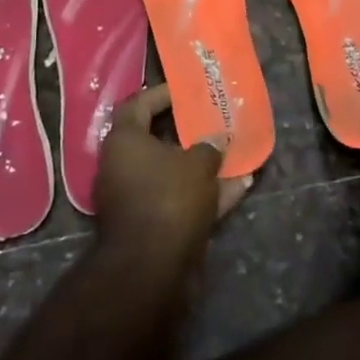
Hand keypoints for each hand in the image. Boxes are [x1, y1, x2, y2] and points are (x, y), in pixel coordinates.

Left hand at [94, 84, 253, 270]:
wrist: (151, 269)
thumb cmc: (169, 199)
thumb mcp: (197, 164)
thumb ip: (208, 146)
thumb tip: (215, 139)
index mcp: (124, 141)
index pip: (139, 104)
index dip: (162, 94)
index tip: (186, 90)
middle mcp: (122, 166)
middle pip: (156, 140)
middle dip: (187, 132)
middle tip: (212, 121)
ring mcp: (133, 198)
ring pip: (171, 173)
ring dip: (200, 166)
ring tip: (233, 154)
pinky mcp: (149, 225)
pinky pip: (178, 200)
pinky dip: (204, 194)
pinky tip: (237, 188)